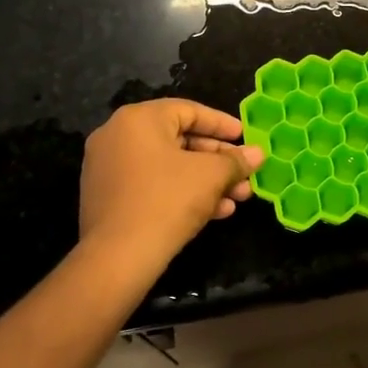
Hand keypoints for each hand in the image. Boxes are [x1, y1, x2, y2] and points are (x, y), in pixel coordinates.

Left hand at [79, 100, 264, 271]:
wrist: (118, 257)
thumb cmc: (167, 200)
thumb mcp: (211, 176)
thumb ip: (236, 160)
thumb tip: (258, 154)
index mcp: (138, 119)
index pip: (188, 111)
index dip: (222, 124)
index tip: (245, 137)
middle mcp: (118, 137)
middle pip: (179, 140)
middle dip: (219, 160)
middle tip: (245, 174)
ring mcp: (109, 169)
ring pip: (169, 167)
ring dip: (207, 181)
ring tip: (238, 198)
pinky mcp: (109, 199)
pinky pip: (153, 186)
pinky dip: (183, 193)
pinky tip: (216, 212)